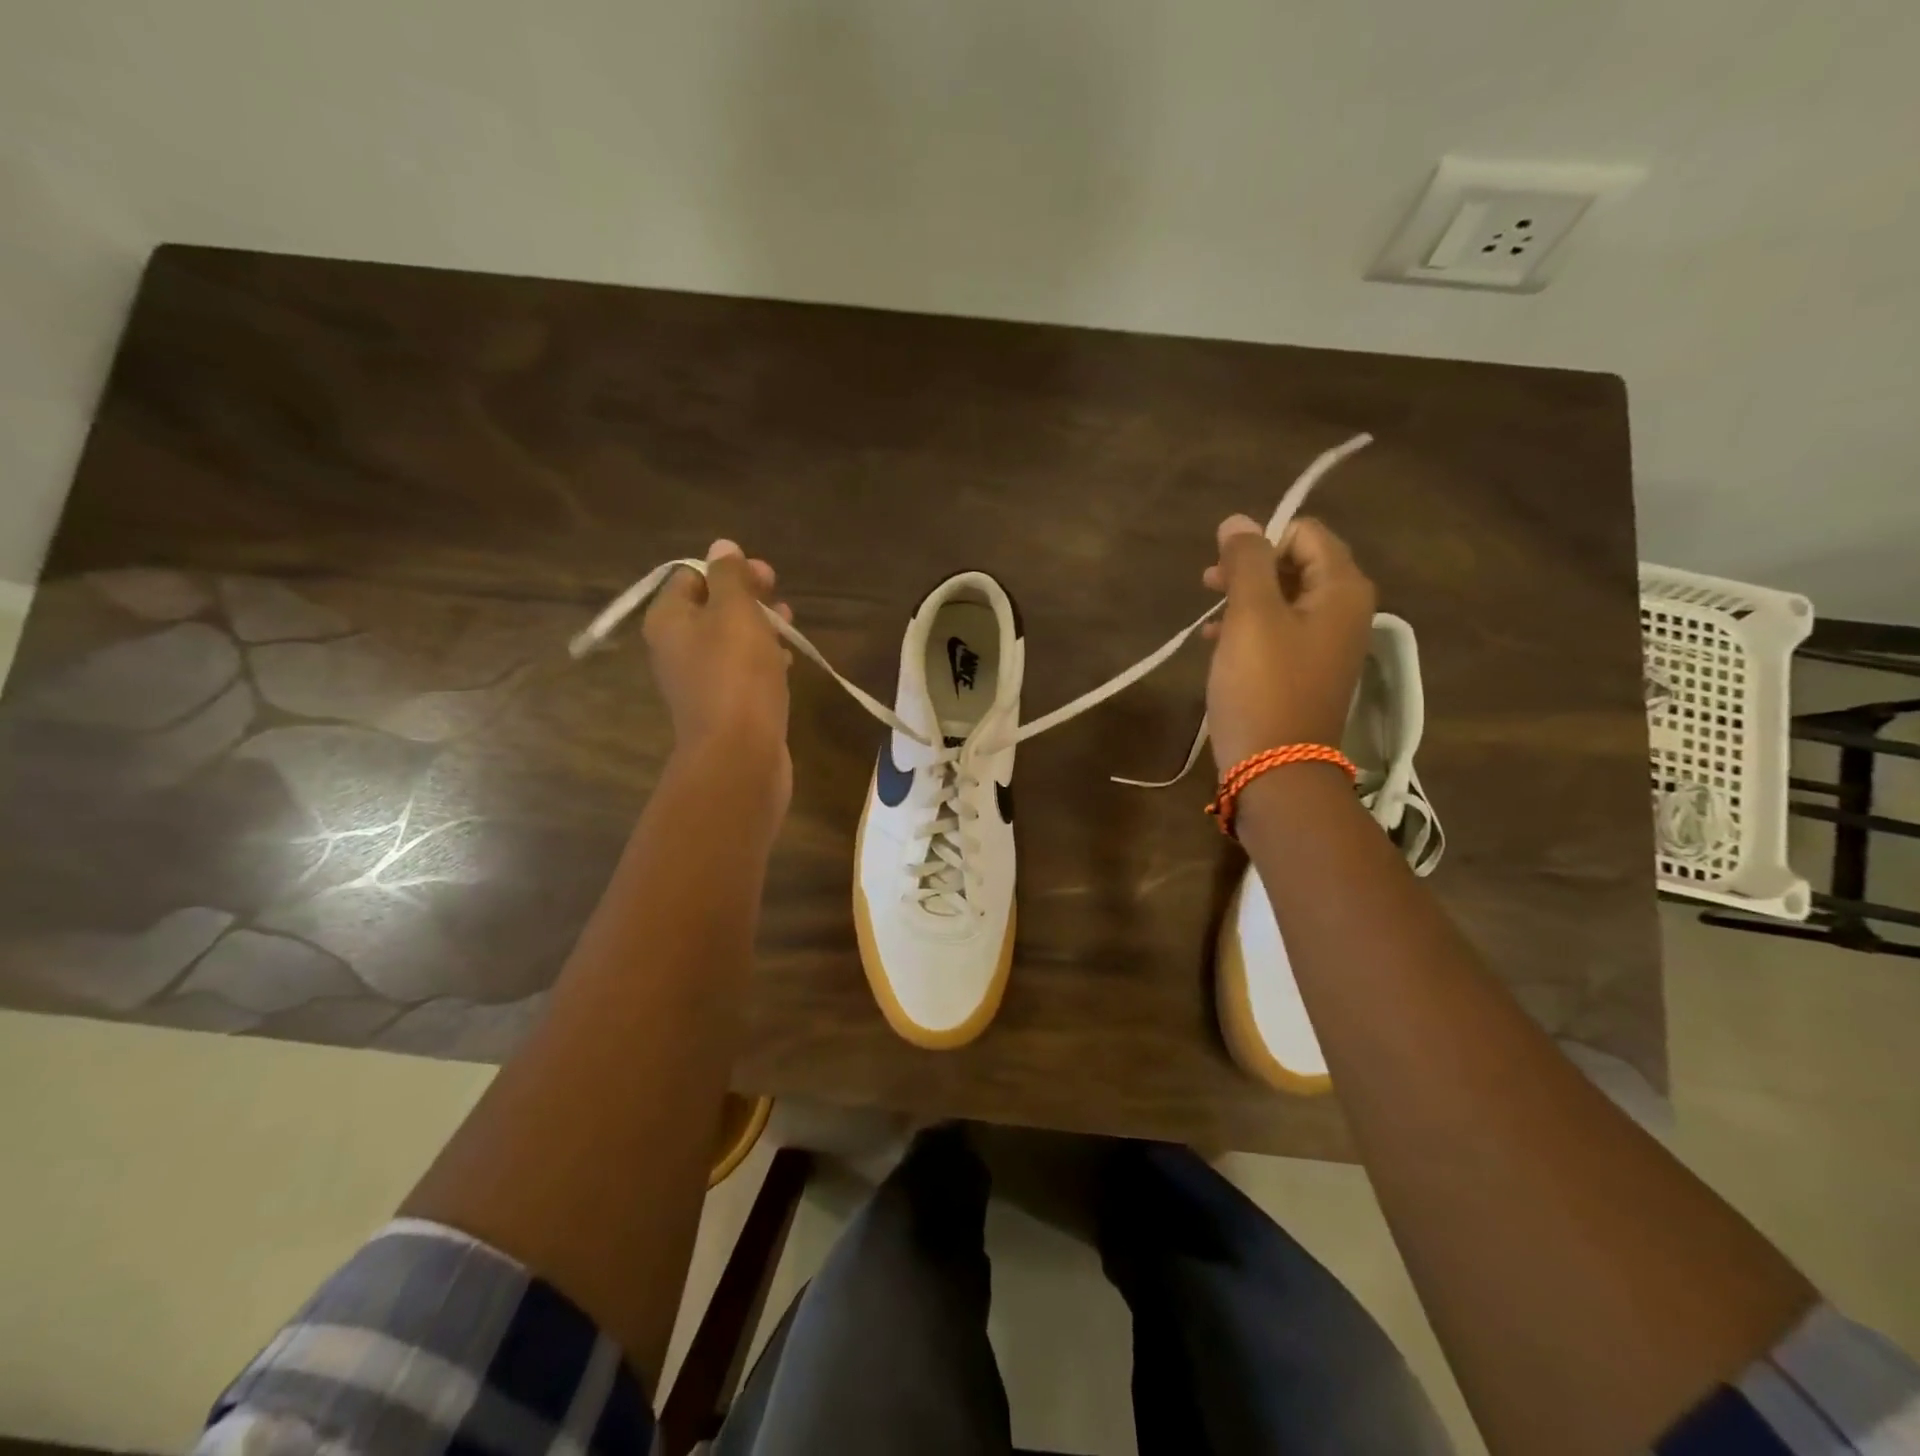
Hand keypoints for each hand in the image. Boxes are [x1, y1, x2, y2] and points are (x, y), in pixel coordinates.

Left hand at [643, 539, 793, 815]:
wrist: (739, 755)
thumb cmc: (736, 675)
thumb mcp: (736, 613)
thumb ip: (729, 577)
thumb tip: (721, 547)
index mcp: (669, 620)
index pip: (691, 577)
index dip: (728, 570)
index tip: (766, 576)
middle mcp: (676, 648)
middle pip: (711, 608)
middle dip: (747, 598)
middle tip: (781, 599)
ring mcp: (699, 680)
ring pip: (729, 641)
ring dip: (759, 628)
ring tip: (790, 626)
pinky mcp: (723, 706)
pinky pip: (740, 671)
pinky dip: (761, 660)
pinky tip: (786, 662)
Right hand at [1201, 514, 1376, 773]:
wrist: (1276, 769)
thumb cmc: (1263, 686)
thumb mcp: (1250, 616)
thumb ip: (1246, 562)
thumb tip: (1238, 520)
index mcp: (1342, 590)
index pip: (1307, 533)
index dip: (1264, 540)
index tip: (1226, 566)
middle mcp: (1344, 611)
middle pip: (1297, 565)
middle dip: (1251, 568)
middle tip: (1208, 583)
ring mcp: (1327, 645)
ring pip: (1284, 600)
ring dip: (1244, 599)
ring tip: (1208, 617)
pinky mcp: (1306, 673)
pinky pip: (1279, 633)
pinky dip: (1249, 629)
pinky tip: (1215, 642)